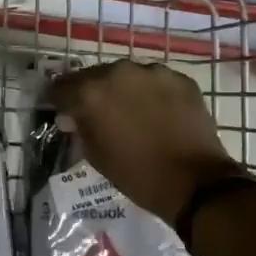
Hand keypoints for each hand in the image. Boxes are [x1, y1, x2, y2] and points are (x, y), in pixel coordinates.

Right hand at [48, 60, 243, 223]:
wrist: (195, 183)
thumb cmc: (136, 174)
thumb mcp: (95, 155)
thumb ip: (80, 128)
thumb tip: (71, 116)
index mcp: (91, 92)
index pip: (62, 87)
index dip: (60, 101)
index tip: (64, 113)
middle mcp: (118, 72)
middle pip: (95, 76)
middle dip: (93, 93)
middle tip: (99, 115)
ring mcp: (153, 72)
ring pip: (127, 76)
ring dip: (123, 90)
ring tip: (131, 113)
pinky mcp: (180, 79)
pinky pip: (155, 82)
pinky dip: (151, 94)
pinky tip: (157, 114)